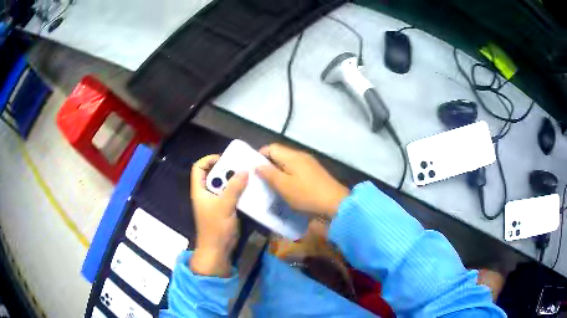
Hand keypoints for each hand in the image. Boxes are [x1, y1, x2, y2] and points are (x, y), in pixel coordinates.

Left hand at [190, 155, 247, 276]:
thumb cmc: (216, 227)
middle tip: (241, 166)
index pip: (198, 168)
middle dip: (226, 169)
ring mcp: (215, 202)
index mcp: (200, 190)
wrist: (218, 249)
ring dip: (234, 180)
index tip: (225, 159)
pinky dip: (238, 190)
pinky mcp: (224, 209)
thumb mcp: (224, 206)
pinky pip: (230, 194)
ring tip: (248, 175)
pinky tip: (249, 189)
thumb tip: (245, 170)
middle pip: (213, 175)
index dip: (209, 160)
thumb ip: (234, 188)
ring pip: (223, 185)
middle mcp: (206, 193)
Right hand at [256, 144, 348, 217]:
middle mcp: (301, 156)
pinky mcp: (315, 174)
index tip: (253, 169)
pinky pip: (297, 171)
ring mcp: (310, 165)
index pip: (272, 147)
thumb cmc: (306, 195)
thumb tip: (257, 164)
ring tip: (271, 185)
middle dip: (269, 165)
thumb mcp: (284, 186)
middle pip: (280, 155)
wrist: (335, 204)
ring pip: (288, 164)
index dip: (260, 155)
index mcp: (292, 156)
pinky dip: (289, 177)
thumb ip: (269, 174)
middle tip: (260, 179)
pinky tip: (287, 189)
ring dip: (278, 172)